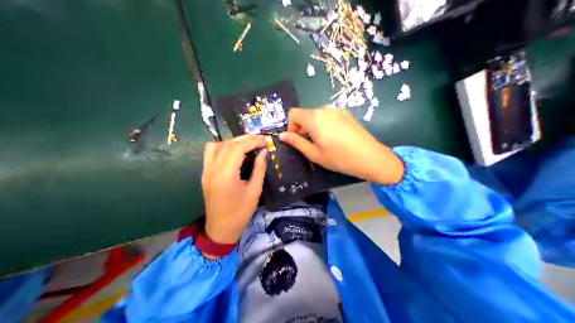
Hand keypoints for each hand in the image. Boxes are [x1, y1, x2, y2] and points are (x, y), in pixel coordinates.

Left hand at [200, 133, 265, 246]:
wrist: (221, 229)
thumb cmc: (240, 213)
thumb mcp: (254, 191)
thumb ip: (259, 169)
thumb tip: (264, 152)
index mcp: (225, 174)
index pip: (237, 148)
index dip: (252, 141)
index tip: (265, 141)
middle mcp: (212, 169)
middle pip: (227, 144)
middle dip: (245, 139)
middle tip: (260, 140)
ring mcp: (206, 170)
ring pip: (216, 146)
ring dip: (232, 142)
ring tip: (246, 145)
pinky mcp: (205, 173)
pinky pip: (210, 153)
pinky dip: (222, 147)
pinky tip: (233, 153)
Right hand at [278, 107, 402, 184]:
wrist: (369, 157)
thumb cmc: (339, 158)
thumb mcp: (314, 153)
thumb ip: (296, 142)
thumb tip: (282, 135)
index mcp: (314, 117)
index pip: (293, 113)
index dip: (290, 126)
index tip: (296, 140)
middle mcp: (324, 109)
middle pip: (305, 114)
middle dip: (302, 127)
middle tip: (308, 145)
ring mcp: (337, 110)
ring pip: (317, 116)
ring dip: (313, 127)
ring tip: (322, 143)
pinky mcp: (346, 114)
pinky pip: (329, 117)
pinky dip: (325, 125)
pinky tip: (334, 139)